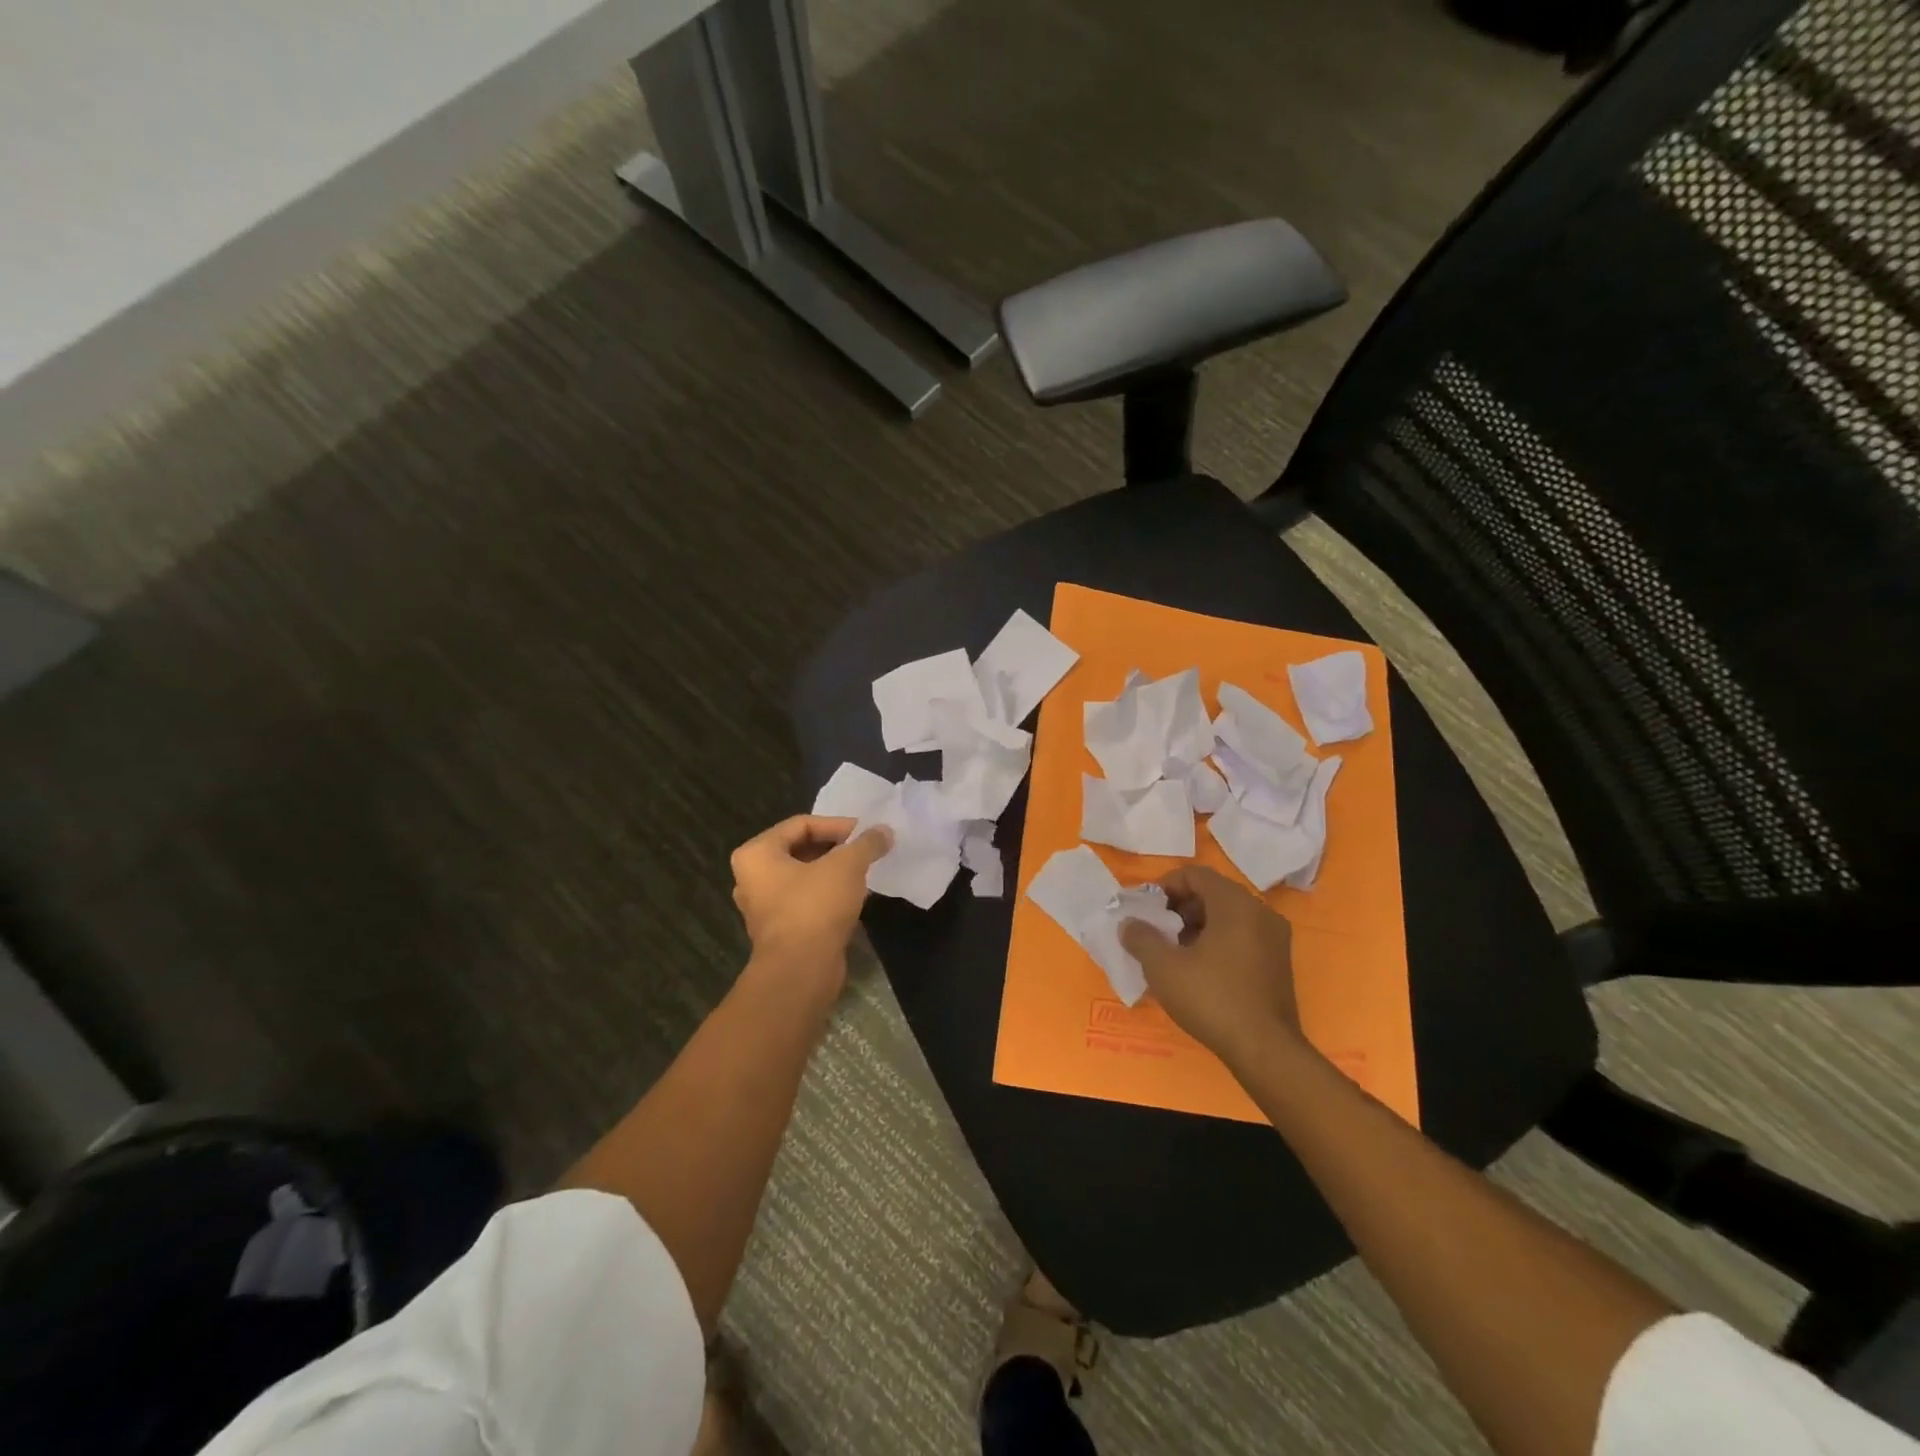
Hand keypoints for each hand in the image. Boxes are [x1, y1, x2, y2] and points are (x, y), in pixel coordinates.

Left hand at [729, 815, 890, 979]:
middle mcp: (752, 878)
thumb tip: (884, 831)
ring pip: (804, 877)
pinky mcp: (780, 931)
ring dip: (834, 872)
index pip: (801, 824)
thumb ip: (866, 843)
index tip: (866, 833)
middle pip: (801, 850)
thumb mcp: (847, 866)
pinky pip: (806, 901)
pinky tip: (855, 897)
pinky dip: (829, 895)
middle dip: (836, 848)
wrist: (801, 971)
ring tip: (865, 871)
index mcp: (756, 854)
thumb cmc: (815, 907)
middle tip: (866, 850)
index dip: (837, 825)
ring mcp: (764, 907)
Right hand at [1119, 865, 1303, 1068]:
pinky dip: (1218, 941)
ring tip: (1173, 951)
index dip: (1165, 886)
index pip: (1195, 874)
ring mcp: (1275, 938)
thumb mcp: (1163, 967)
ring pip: (1228, 916)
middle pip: (1213, 893)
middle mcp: (1260, 912)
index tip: (1145, 909)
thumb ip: (1141, 937)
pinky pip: (1243, 936)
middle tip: (1156, 929)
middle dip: (1180, 907)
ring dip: (1197, 925)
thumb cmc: (1212, 998)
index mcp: (1235, 903)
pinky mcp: (1279, 963)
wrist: (1265, 1051)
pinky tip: (1198, 969)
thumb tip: (1129, 924)